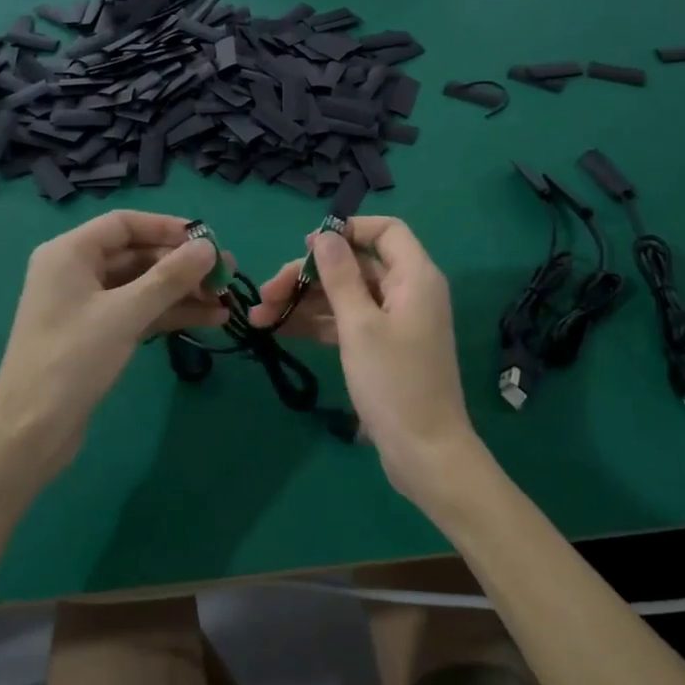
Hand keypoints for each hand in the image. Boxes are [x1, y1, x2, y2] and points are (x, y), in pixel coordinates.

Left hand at [0, 211, 226, 482]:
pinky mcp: (97, 334)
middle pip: (137, 254)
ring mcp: (87, 305)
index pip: (125, 224)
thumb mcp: (125, 313)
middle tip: (226, 275)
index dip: (168, 228)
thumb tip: (208, 248)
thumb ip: (170, 277)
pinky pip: (139, 311)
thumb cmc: (72, 359)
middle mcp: (76, 271)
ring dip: (183, 292)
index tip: (208, 241)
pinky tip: (209, 319)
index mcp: (70, 253)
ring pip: (143, 286)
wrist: (31, 431)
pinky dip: (170, 313)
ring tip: (225, 300)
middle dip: (182, 265)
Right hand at [251, 217, 483, 508]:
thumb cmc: (394, 383)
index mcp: (415, 277)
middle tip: (264, 294)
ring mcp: (395, 322)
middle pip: (356, 265)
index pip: (386, 231)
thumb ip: (340, 276)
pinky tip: (281, 330)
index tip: (306, 247)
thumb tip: (324, 235)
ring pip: (346, 296)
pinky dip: (318, 324)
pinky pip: (348, 322)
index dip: (347, 231)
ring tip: (259, 317)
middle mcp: (408, 292)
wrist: (424, 453)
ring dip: (304, 302)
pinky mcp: (382, 348)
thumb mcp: (360, 325)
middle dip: (308, 275)